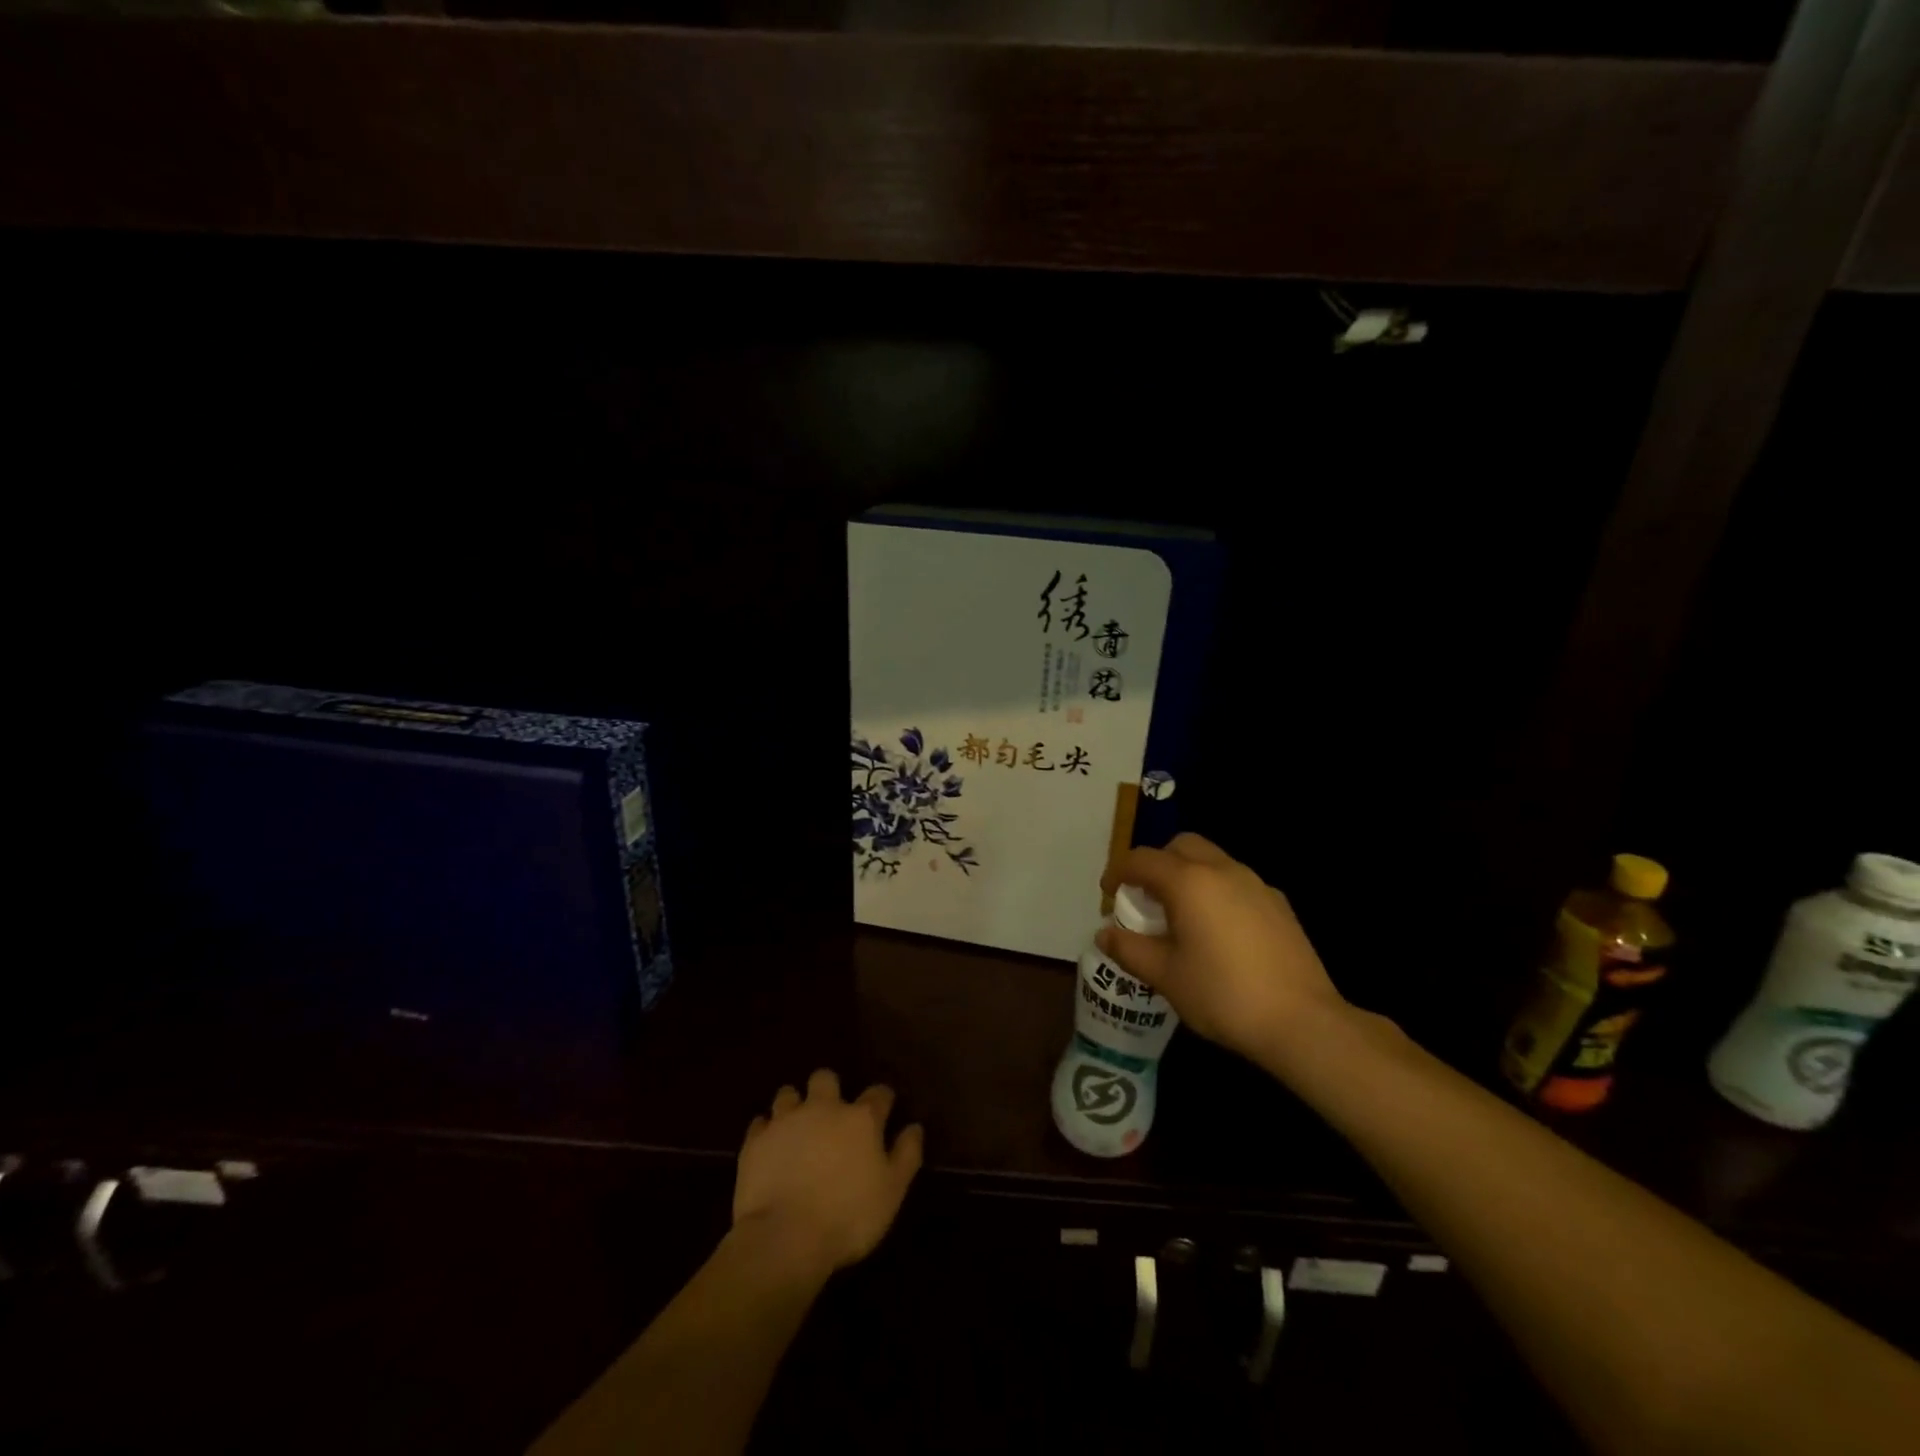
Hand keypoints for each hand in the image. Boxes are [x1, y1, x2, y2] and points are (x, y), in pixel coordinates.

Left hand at [732, 1069, 923, 1278]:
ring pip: (788, 1094)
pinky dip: (766, 1131)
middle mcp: (823, 1108)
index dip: (883, 1100)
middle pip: (826, 1078)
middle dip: (829, 1089)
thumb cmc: (848, 1217)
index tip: (884, 1111)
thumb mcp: (892, 1192)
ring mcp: (785, 1121)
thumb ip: (906, 1155)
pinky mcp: (755, 1141)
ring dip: (794, 1106)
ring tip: (796, 1127)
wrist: (785, 1238)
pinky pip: (760, 1123)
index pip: (878, 1094)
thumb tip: (914, 1128)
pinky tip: (770, 1146)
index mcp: (860, 1118)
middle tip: (831, 1113)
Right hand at [1098, 833, 1348, 1067]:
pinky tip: (1218, 931)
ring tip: (1180, 916)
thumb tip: (1104, 935)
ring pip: (1212, 860)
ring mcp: (1256, 884)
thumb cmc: (1222, 994)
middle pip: (1181, 846)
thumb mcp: (1165, 976)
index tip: (1108, 893)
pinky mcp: (1279, 904)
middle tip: (1145, 898)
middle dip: (1157, 863)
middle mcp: (1222, 870)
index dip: (1119, 872)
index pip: (1142, 859)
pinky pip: (1236, 882)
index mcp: (1189, 881)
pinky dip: (1216, 891)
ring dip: (1188, 875)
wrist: (1302, 1021)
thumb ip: (1129, 950)